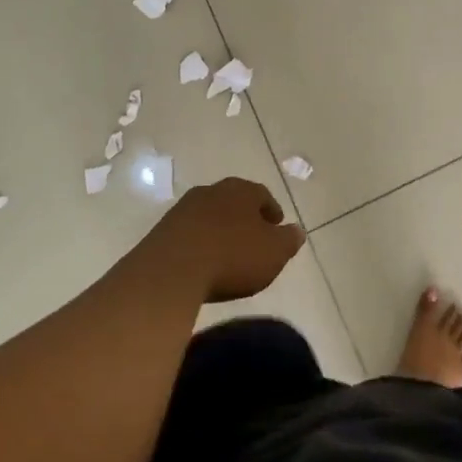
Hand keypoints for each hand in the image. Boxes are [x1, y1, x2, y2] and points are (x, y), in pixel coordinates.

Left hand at [142, 177, 305, 303]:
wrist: (171, 271)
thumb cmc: (232, 257)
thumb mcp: (273, 253)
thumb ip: (289, 240)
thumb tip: (298, 230)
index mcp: (241, 190)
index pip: (262, 195)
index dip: (271, 211)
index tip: (277, 226)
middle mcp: (212, 190)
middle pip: (234, 201)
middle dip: (245, 218)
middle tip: (253, 239)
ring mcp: (184, 208)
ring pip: (210, 215)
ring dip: (220, 230)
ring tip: (227, 253)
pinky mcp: (163, 229)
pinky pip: (190, 233)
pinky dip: (200, 243)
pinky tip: (203, 262)